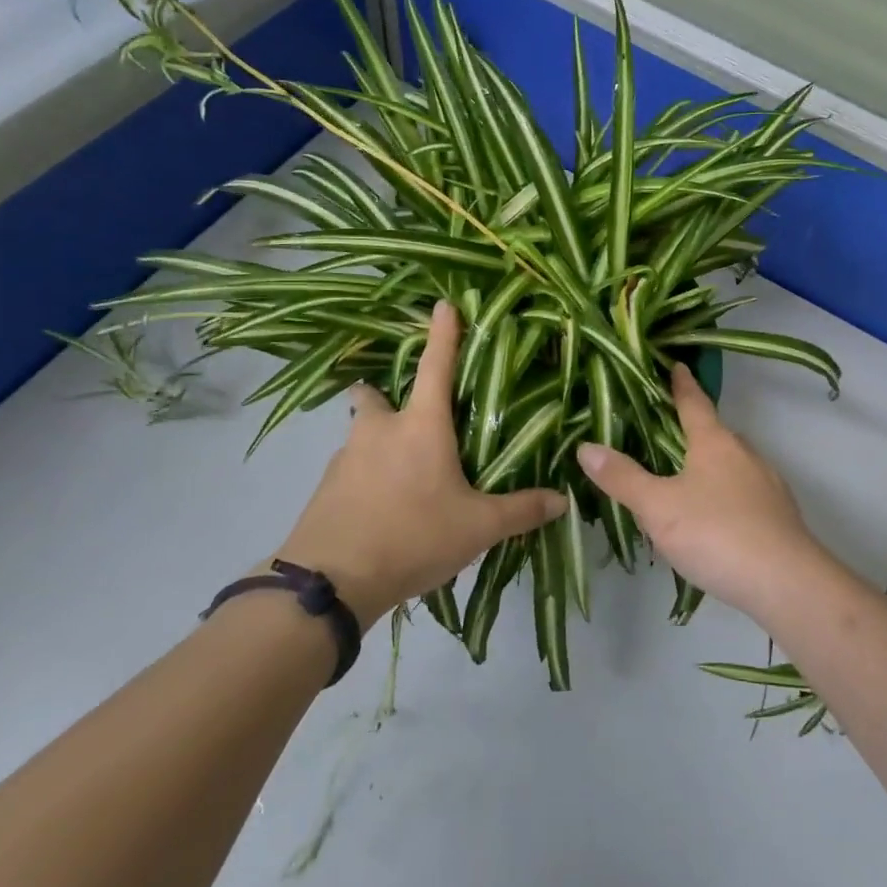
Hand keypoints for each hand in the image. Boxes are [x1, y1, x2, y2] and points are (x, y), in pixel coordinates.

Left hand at [276, 300, 566, 628]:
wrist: (330, 583)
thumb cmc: (413, 536)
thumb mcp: (477, 528)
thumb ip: (521, 510)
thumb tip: (563, 500)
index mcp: (421, 426)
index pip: (436, 366)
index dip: (443, 334)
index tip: (443, 303)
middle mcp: (380, 431)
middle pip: (374, 397)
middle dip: (383, 395)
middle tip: (405, 415)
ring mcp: (345, 459)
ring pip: (360, 436)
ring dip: (376, 443)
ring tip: (402, 478)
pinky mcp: (323, 489)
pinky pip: (348, 471)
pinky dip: (364, 479)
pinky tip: (380, 509)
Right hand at [576, 364, 824, 620]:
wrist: (786, 582)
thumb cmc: (716, 533)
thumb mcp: (658, 507)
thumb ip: (622, 478)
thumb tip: (586, 446)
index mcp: (715, 442)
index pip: (694, 403)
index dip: (681, 385)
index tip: (677, 366)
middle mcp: (745, 454)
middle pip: (715, 434)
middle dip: (692, 432)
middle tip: (663, 437)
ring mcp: (767, 484)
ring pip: (731, 465)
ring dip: (708, 468)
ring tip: (683, 484)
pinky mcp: (779, 515)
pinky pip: (744, 494)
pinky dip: (725, 497)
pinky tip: (713, 522)